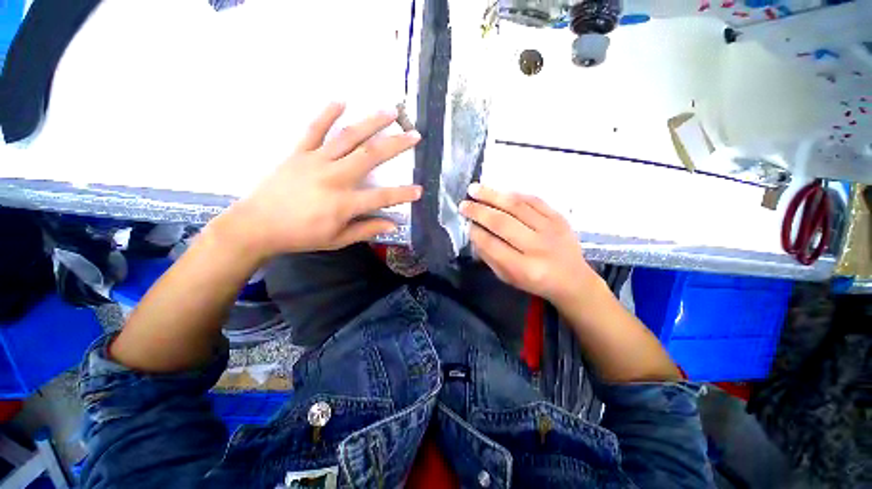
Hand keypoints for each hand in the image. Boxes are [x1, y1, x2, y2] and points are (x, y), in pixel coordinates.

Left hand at [223, 102, 421, 259]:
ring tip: (390, 112)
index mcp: (344, 203)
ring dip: (371, 122)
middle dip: (396, 145)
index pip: (382, 197)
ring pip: (348, 137)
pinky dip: (327, 113)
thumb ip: (366, 230)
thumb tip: (392, 225)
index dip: (403, 194)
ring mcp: (315, 161)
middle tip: (414, 135)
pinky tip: (341, 100)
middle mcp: (334, 177)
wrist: (257, 225)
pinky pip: (313, 129)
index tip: (420, 190)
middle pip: (370, 156)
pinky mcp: (298, 153)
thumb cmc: (300, 236)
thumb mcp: (337, 240)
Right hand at [460, 184, 599, 306]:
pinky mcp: (559, 218)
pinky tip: (500, 192)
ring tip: (475, 189)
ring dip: (492, 196)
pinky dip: (514, 194)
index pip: (492, 245)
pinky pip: (534, 200)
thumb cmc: (535, 282)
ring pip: (517, 206)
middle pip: (502, 223)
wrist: (573, 280)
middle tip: (463, 204)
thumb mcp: (508, 278)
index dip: (475, 232)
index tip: (466, 223)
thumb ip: (490, 257)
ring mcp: (550, 229)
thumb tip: (475, 233)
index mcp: (524, 268)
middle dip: (479, 211)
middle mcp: (537, 247)